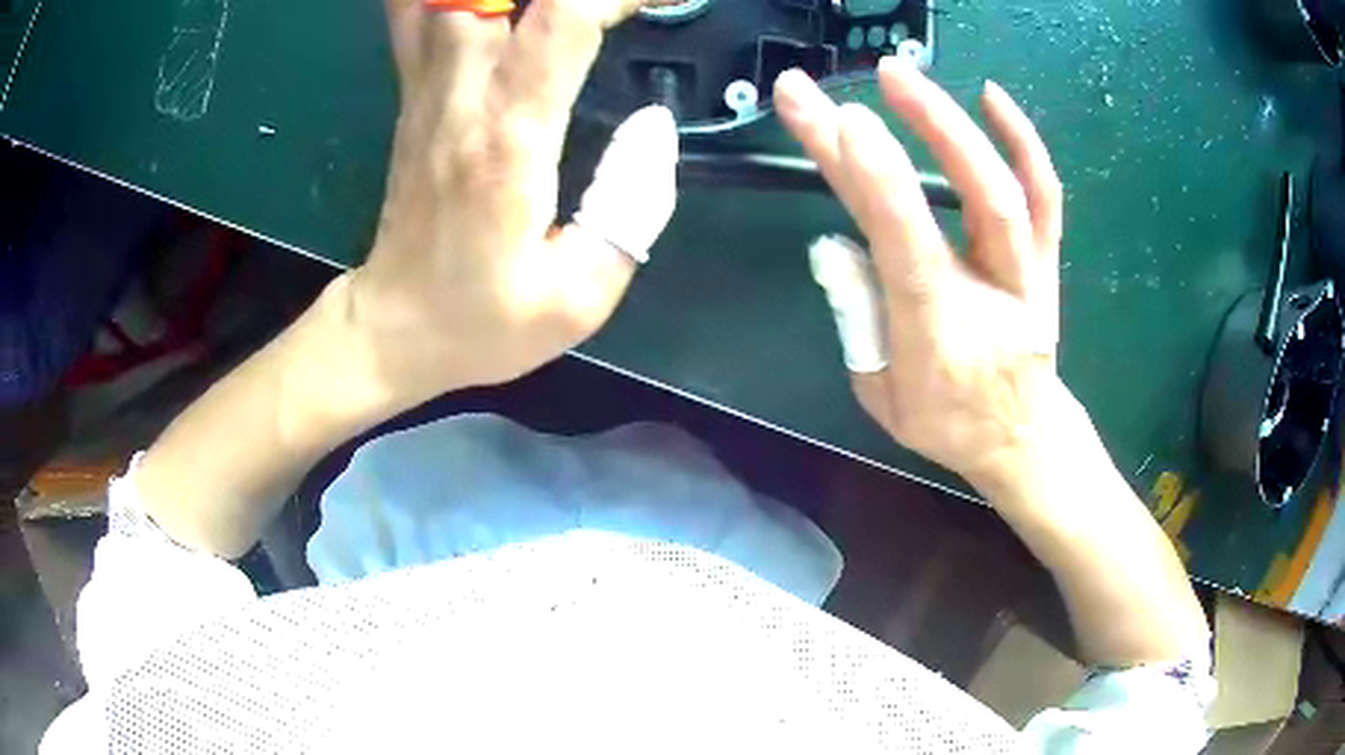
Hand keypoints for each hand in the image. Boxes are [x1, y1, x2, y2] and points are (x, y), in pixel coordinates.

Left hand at [347, 0, 678, 401]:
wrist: (394, 325)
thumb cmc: (482, 320)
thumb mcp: (577, 297)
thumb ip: (633, 208)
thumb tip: (655, 126)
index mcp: (509, 139)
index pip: (565, 20)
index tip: (667, 0)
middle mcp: (463, 94)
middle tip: (614, 5)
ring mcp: (428, 88)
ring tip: (559, 8)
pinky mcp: (414, 93)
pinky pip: (418, 14)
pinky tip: (486, 6)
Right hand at [775, 60, 1065, 490]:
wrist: (1023, 439)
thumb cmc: (947, 422)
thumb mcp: (880, 394)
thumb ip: (856, 316)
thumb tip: (835, 242)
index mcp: (941, 337)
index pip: (910, 246)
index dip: (878, 180)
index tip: (838, 120)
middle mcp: (993, 296)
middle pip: (972, 200)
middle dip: (918, 128)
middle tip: (861, 79)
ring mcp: (1027, 273)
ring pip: (1007, 188)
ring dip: (955, 123)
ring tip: (901, 75)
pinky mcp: (1045, 260)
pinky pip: (1044, 194)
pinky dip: (1022, 140)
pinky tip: (990, 94)